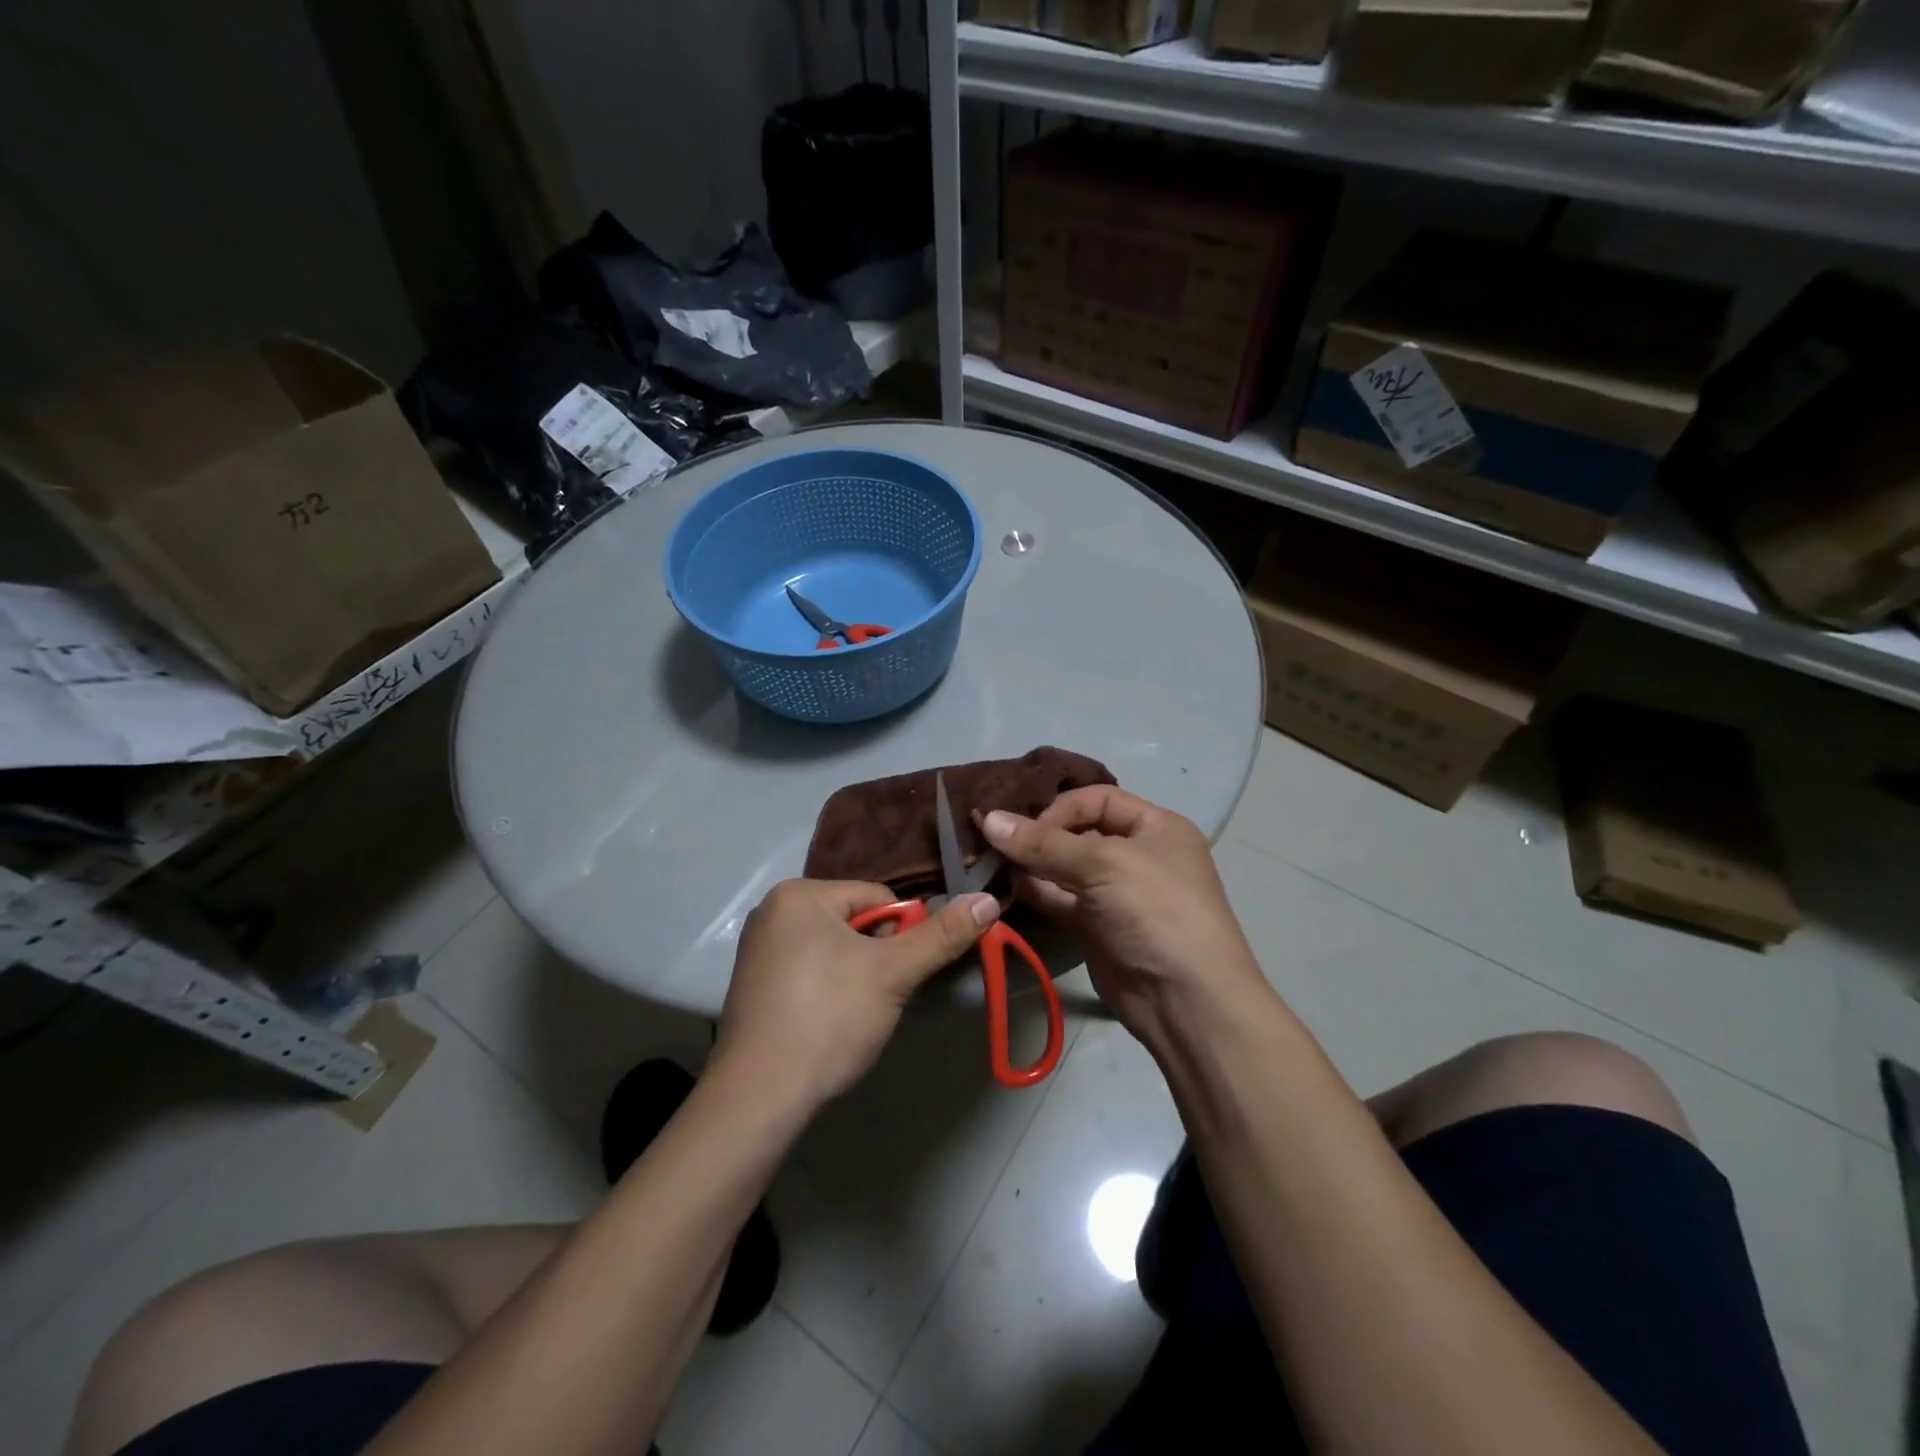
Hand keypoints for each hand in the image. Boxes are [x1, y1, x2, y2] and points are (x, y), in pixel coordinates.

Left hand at [712, 879, 998, 1109]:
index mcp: (799, 893)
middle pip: (855, 922)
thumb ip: (942, 935)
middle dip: (875, 958)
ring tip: (850, 1017)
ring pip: (835, 949)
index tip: (893, 978)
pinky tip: (826, 1024)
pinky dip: (827, 991)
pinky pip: (809, 970)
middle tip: (873, 1000)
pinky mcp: (753, 984)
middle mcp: (773, 910)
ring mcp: (758, 948)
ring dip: (855, 976)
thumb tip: (988, 899)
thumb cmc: (828, 1019)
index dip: (899, 938)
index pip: (878, 898)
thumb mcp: (892, 973)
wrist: (758, 1099)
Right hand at [980, 786, 1268, 1050]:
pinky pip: (1060, 899)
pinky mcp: (1096, 927)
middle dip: (1039, 835)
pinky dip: (1035, 891)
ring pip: (1064, 868)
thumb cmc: (1155, 911)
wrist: (1185, 1000)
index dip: (1061, 808)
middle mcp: (1137, 854)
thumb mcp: (1104, 864)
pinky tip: (1006, 886)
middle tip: (994, 840)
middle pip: (1078, 832)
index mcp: (1156, 827)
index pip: (1099, 799)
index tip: (1024, 826)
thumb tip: (989, 819)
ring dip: (1031, 864)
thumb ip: (1044, 843)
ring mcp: (1115, 893)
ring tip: (990, 862)